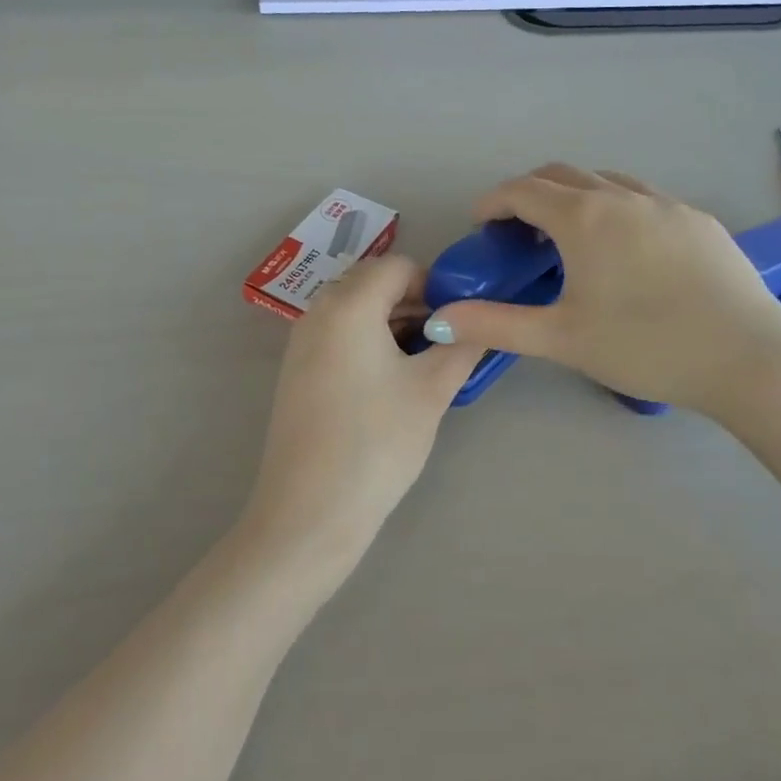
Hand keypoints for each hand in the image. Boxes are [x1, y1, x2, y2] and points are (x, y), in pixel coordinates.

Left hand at [243, 256, 480, 571]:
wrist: (309, 513)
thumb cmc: (376, 443)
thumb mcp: (432, 390)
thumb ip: (462, 345)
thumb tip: (483, 322)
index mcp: (349, 304)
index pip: (399, 267)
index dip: (435, 285)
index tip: (461, 320)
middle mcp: (318, 311)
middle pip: (374, 284)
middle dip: (415, 303)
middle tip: (447, 341)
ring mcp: (302, 342)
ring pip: (357, 310)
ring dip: (394, 323)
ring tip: (426, 363)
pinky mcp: (297, 371)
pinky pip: (340, 335)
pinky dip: (370, 342)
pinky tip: (392, 381)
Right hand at [423, 164, 780, 413]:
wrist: (747, 357)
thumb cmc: (645, 346)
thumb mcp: (561, 339)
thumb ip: (495, 324)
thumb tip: (439, 317)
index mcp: (584, 218)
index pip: (523, 190)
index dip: (493, 201)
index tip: (481, 224)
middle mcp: (622, 196)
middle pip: (562, 174)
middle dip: (531, 192)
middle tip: (518, 230)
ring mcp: (666, 203)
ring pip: (606, 181)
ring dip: (576, 196)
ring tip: (571, 237)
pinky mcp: (699, 219)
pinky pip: (644, 198)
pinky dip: (617, 207)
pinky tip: (628, 250)